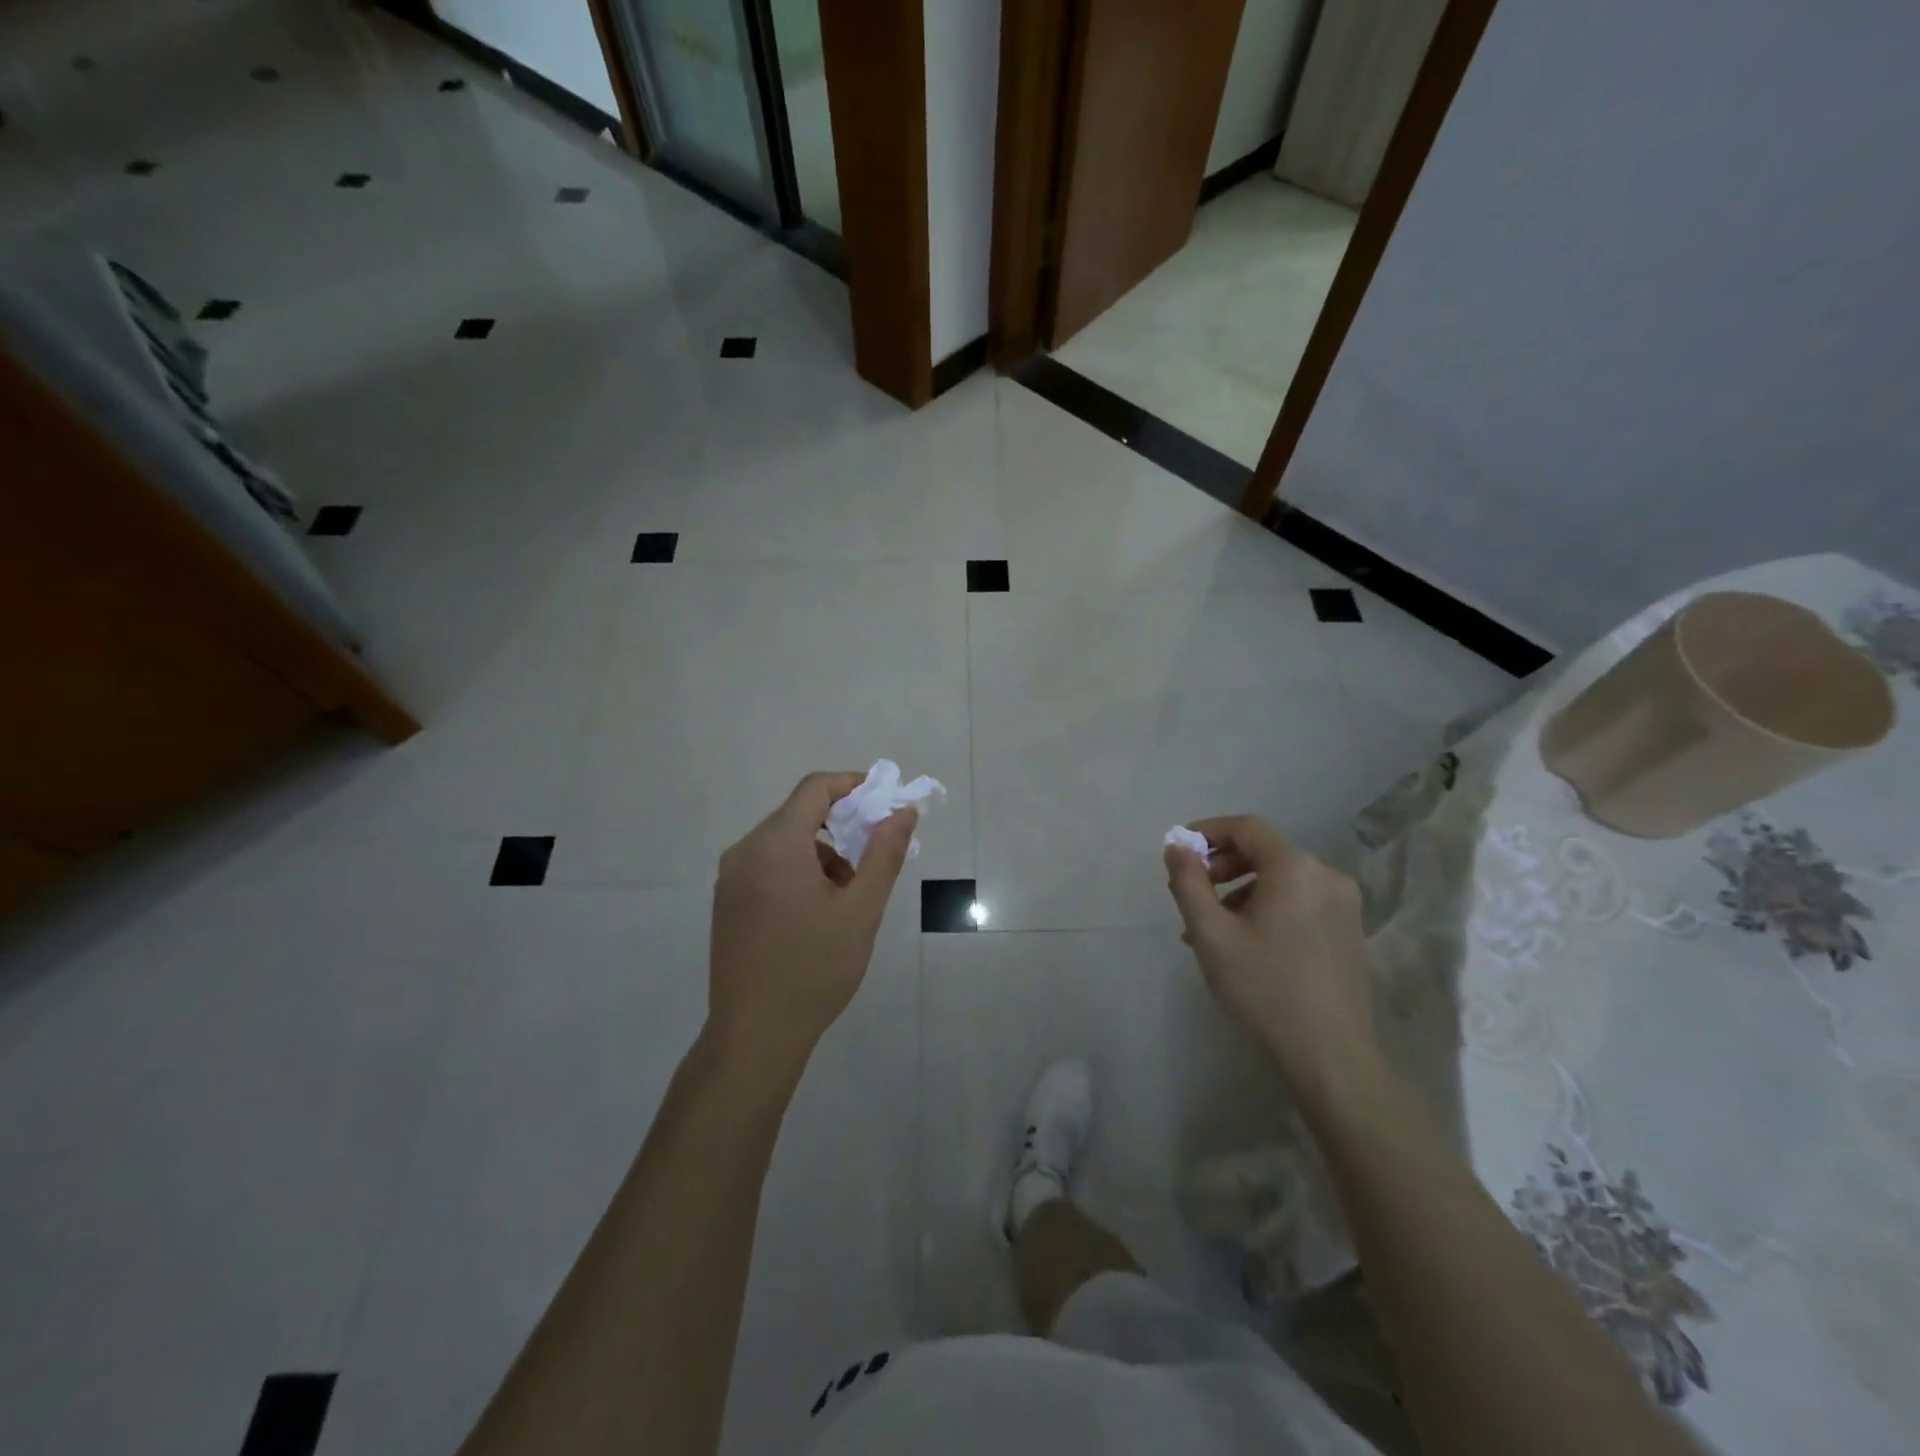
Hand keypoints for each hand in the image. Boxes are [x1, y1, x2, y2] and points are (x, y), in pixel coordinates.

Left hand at [707, 772, 916, 1070]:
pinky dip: (798, 869)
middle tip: (874, 854)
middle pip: (798, 814)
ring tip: (848, 895)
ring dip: (821, 852)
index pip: (815, 789)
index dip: (853, 785)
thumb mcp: (861, 909)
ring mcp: (730, 878)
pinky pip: (767, 865)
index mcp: (775, 845)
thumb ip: (884, 853)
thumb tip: (903, 811)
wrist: (755, 1035)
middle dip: (841, 825)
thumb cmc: (815, 968)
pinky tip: (817, 911)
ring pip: (784, 842)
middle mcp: (745, 851)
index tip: (884, 801)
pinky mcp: (727, 902)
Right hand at [1164, 815, 1378, 1103]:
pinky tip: (1246, 942)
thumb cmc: (1264, 987)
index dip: (1208, 831)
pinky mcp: (1349, 930)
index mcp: (1295, 868)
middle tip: (1192, 891)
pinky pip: (1299, 900)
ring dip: (1241, 890)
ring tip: (1212, 928)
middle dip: (1222, 864)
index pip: (1246, 828)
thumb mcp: (1211, 934)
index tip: (1179, 851)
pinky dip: (1267, 906)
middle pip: (1265, 851)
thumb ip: (1188, 882)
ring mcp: (1343, 904)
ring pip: (1281, 879)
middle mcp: (1326, 875)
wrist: (1331, 1055)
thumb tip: (1176, 846)